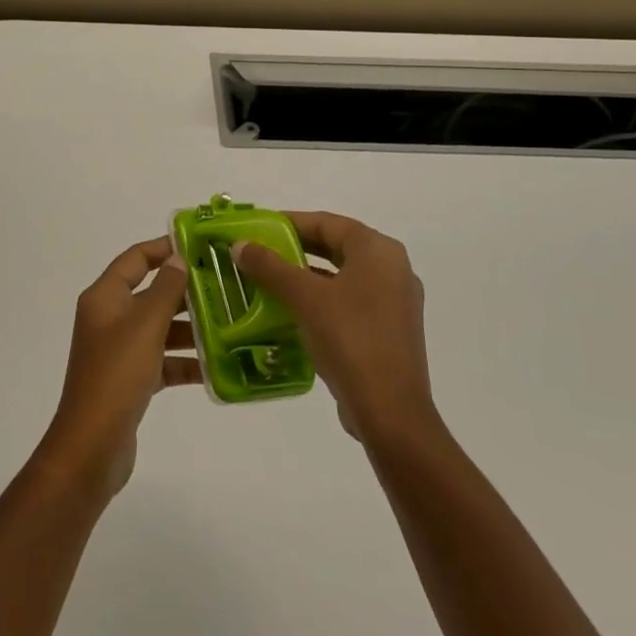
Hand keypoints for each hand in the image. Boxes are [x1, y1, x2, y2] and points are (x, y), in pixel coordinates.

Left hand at [36, 237, 199, 498]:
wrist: (92, 447)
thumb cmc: (116, 375)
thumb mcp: (145, 325)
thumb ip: (165, 289)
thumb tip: (178, 258)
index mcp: (104, 297)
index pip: (135, 259)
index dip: (163, 248)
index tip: (198, 246)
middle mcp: (109, 318)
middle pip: (151, 294)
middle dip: (185, 292)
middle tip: (225, 287)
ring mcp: (118, 351)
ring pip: (159, 329)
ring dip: (190, 329)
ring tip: (230, 326)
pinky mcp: (130, 380)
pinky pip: (162, 361)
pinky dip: (184, 362)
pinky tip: (216, 367)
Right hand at [232, 212, 437, 445]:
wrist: (391, 413)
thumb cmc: (350, 339)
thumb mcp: (304, 298)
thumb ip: (270, 267)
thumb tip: (240, 245)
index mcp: (378, 250)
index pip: (327, 222)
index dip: (290, 222)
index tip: (258, 227)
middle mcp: (392, 268)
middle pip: (336, 247)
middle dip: (296, 249)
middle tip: (259, 253)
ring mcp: (395, 302)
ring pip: (342, 277)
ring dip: (306, 277)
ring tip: (268, 282)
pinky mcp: (390, 331)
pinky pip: (350, 302)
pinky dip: (322, 301)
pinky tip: (292, 313)